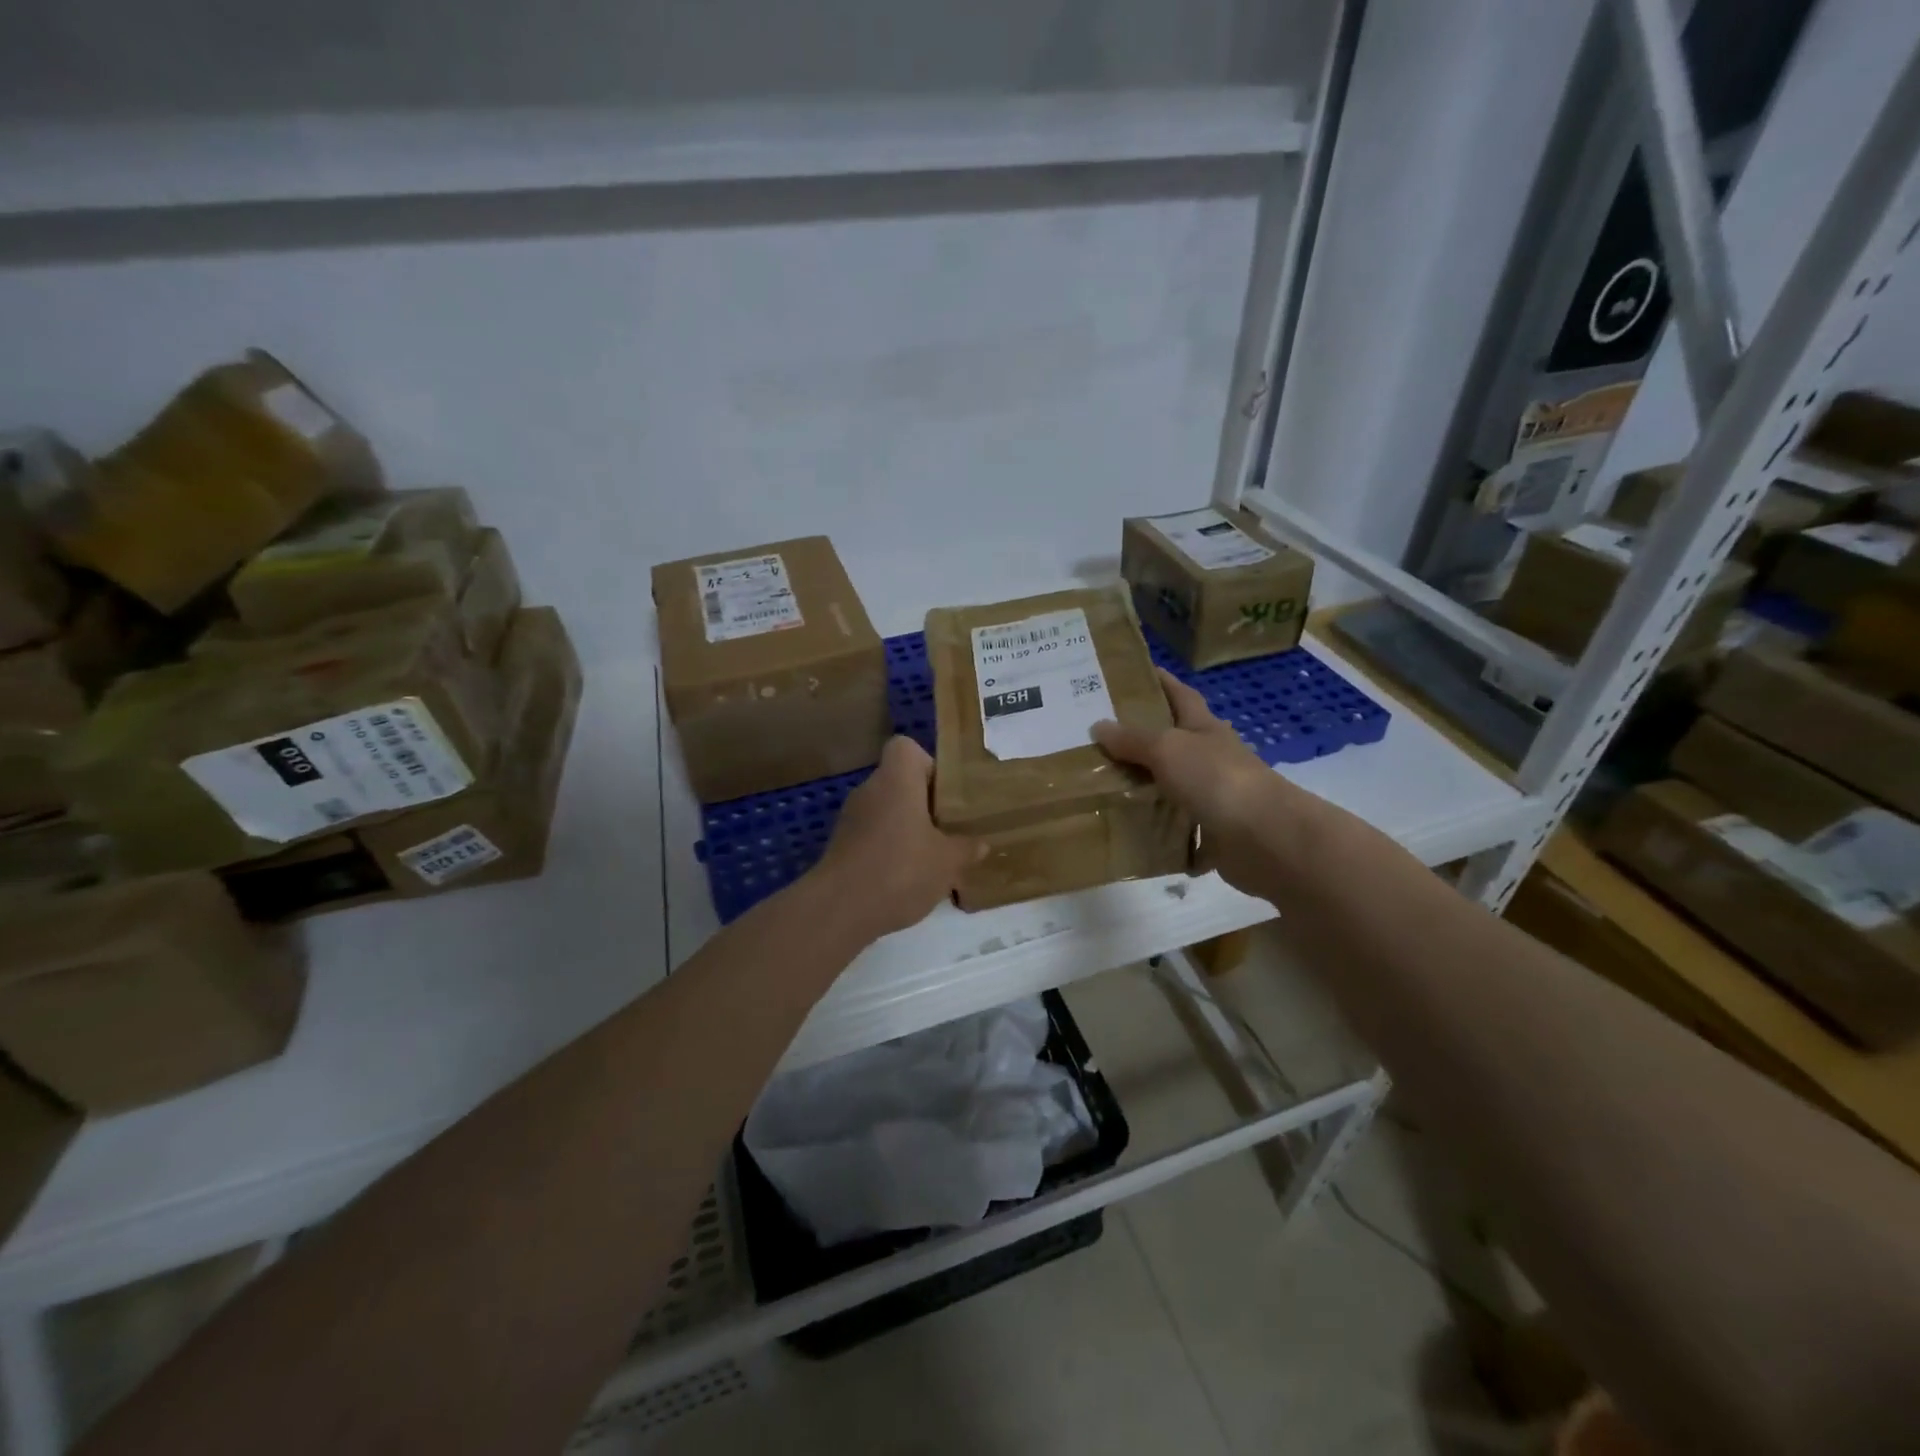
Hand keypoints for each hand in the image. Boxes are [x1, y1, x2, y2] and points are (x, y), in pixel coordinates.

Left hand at [812, 736, 979, 938]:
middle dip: (923, 804)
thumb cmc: (900, 870)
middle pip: (898, 783)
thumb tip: (981, 844)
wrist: (839, 909)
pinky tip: (905, 880)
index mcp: (896, 780)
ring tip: (931, 859)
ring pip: (885, 812)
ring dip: (906, 830)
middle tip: (948, 829)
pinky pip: (872, 837)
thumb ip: (966, 848)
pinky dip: (888, 851)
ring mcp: (850, 819)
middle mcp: (869, 790)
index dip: (928, 764)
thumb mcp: (947, 862)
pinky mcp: (840, 847)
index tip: (945, 794)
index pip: (905, 748)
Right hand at [1092, 669, 1308, 895]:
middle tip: (1097, 738)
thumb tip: (1098, 726)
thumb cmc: (1216, 778)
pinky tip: (1129, 833)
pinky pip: (1178, 830)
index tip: (1134, 673)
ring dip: (1145, 788)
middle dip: (1142, 739)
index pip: (1181, 695)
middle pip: (1173, 742)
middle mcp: (1210, 758)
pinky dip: (1158, 832)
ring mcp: (1214, 796)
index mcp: (1205, 728)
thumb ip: (1133, 739)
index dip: (1161, 682)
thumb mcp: (1167, 748)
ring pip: (1172, 787)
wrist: (1264, 837)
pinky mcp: (1213, 833)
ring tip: (1101, 787)